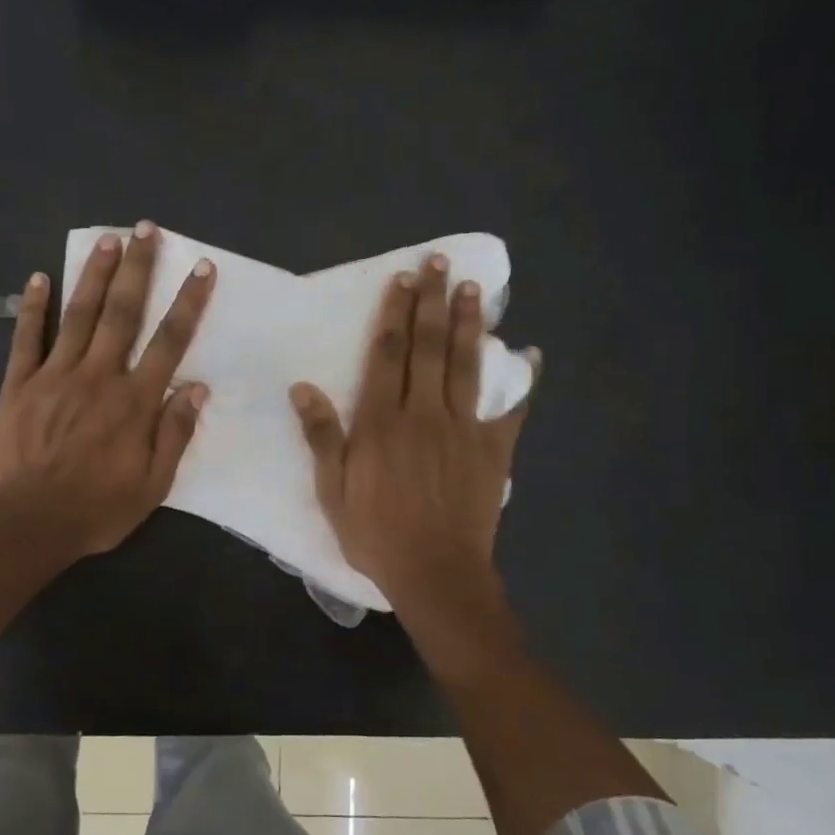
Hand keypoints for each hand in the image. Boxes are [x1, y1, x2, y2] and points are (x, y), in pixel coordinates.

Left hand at [0, 222, 213, 560]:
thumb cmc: (97, 510)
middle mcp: (98, 377)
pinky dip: (33, 307)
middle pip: (122, 313)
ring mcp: (55, 376)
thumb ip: (174, 434)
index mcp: (134, 402)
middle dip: (138, 269)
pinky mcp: (19, 385)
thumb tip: (196, 389)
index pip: (169, 342)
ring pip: (79, 315)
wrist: (28, 525)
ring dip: (94, 275)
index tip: (201, 268)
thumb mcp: (153, 486)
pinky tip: (39, 277)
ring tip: (108, 239)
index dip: (188, 303)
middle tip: (146, 229)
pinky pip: (27, 339)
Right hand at [290, 255, 537, 607]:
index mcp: (381, 421)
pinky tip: (531, 352)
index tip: (402, 280)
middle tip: (439, 263)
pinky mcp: (493, 449)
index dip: (394, 314)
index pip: (388, 355)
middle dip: (432, 302)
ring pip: (466, 365)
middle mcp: (423, 413)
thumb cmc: (376, 533)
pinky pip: (511, 409)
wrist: (435, 571)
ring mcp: (463, 429)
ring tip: (474, 288)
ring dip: (469, 324)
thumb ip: (321, 436)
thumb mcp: (332, 490)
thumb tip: (303, 388)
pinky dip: (523, 380)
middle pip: (428, 347)